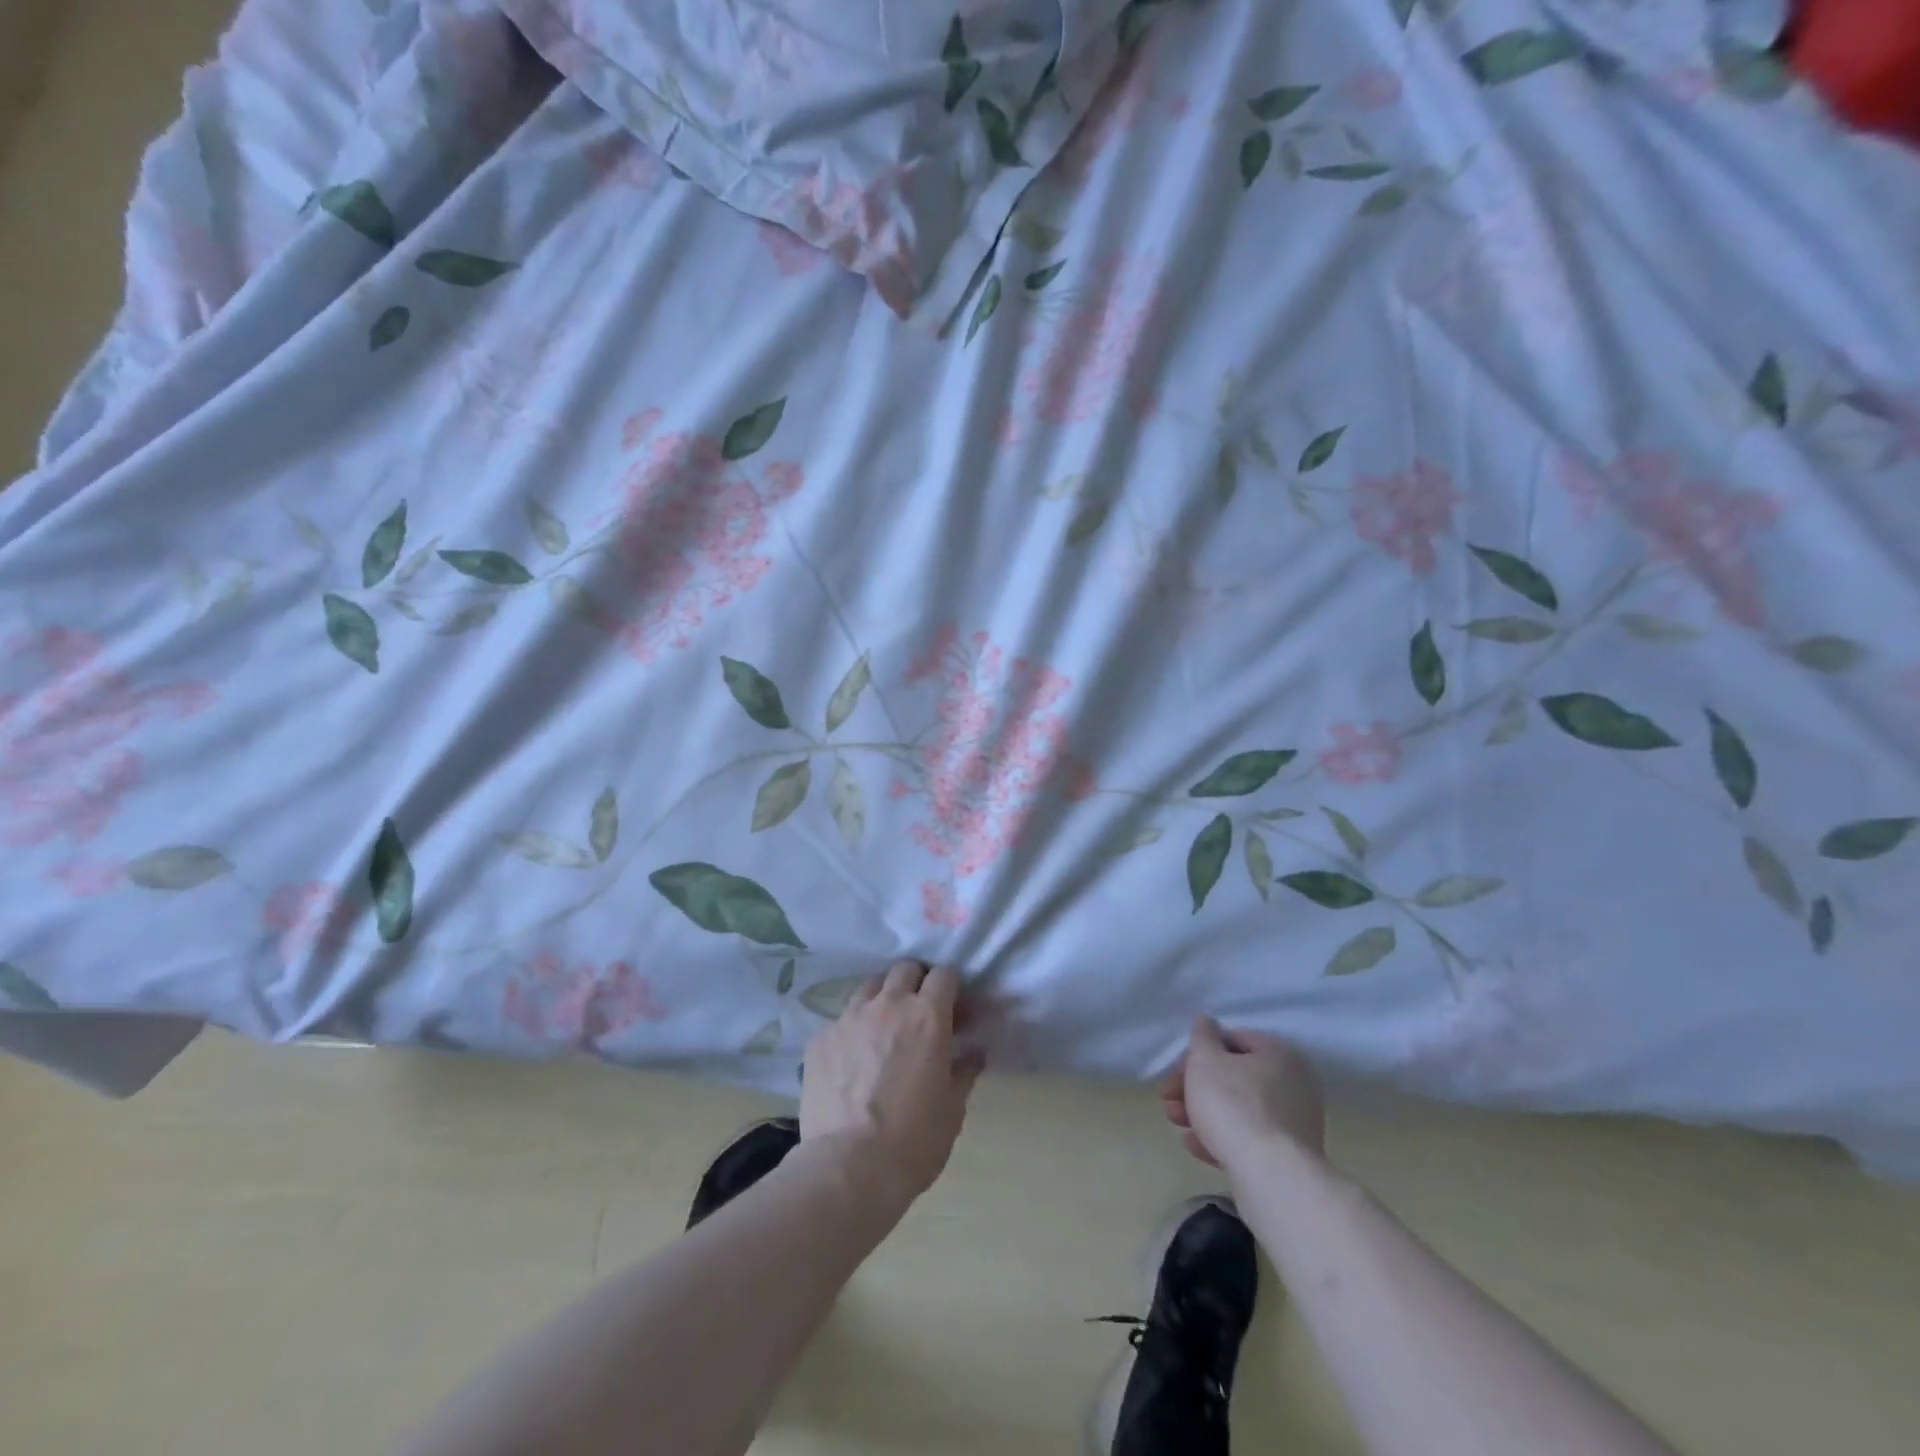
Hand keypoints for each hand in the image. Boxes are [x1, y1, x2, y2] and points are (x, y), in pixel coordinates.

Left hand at [801, 961, 983, 1203]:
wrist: (848, 1168)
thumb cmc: (914, 1140)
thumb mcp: (953, 1109)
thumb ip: (964, 1071)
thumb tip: (974, 1052)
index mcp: (927, 1016)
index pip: (944, 974)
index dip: (951, 988)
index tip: (954, 1009)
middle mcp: (888, 1005)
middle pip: (904, 969)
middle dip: (916, 982)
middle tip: (919, 1011)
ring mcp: (849, 1018)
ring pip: (869, 987)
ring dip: (882, 998)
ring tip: (883, 1028)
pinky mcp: (820, 1039)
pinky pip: (840, 1021)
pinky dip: (852, 1030)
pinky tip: (852, 1060)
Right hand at [1161, 1018, 1326, 1173]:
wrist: (1270, 1176)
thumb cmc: (1233, 1105)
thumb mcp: (1205, 1061)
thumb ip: (1202, 1036)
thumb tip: (1206, 1021)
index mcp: (1280, 1053)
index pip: (1233, 1040)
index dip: (1198, 1053)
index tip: (1175, 1071)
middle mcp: (1295, 1083)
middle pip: (1234, 1077)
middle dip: (1195, 1087)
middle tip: (1168, 1099)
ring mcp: (1296, 1123)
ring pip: (1239, 1109)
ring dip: (1202, 1112)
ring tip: (1175, 1123)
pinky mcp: (1290, 1156)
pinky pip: (1250, 1138)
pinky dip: (1222, 1137)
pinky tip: (1194, 1145)